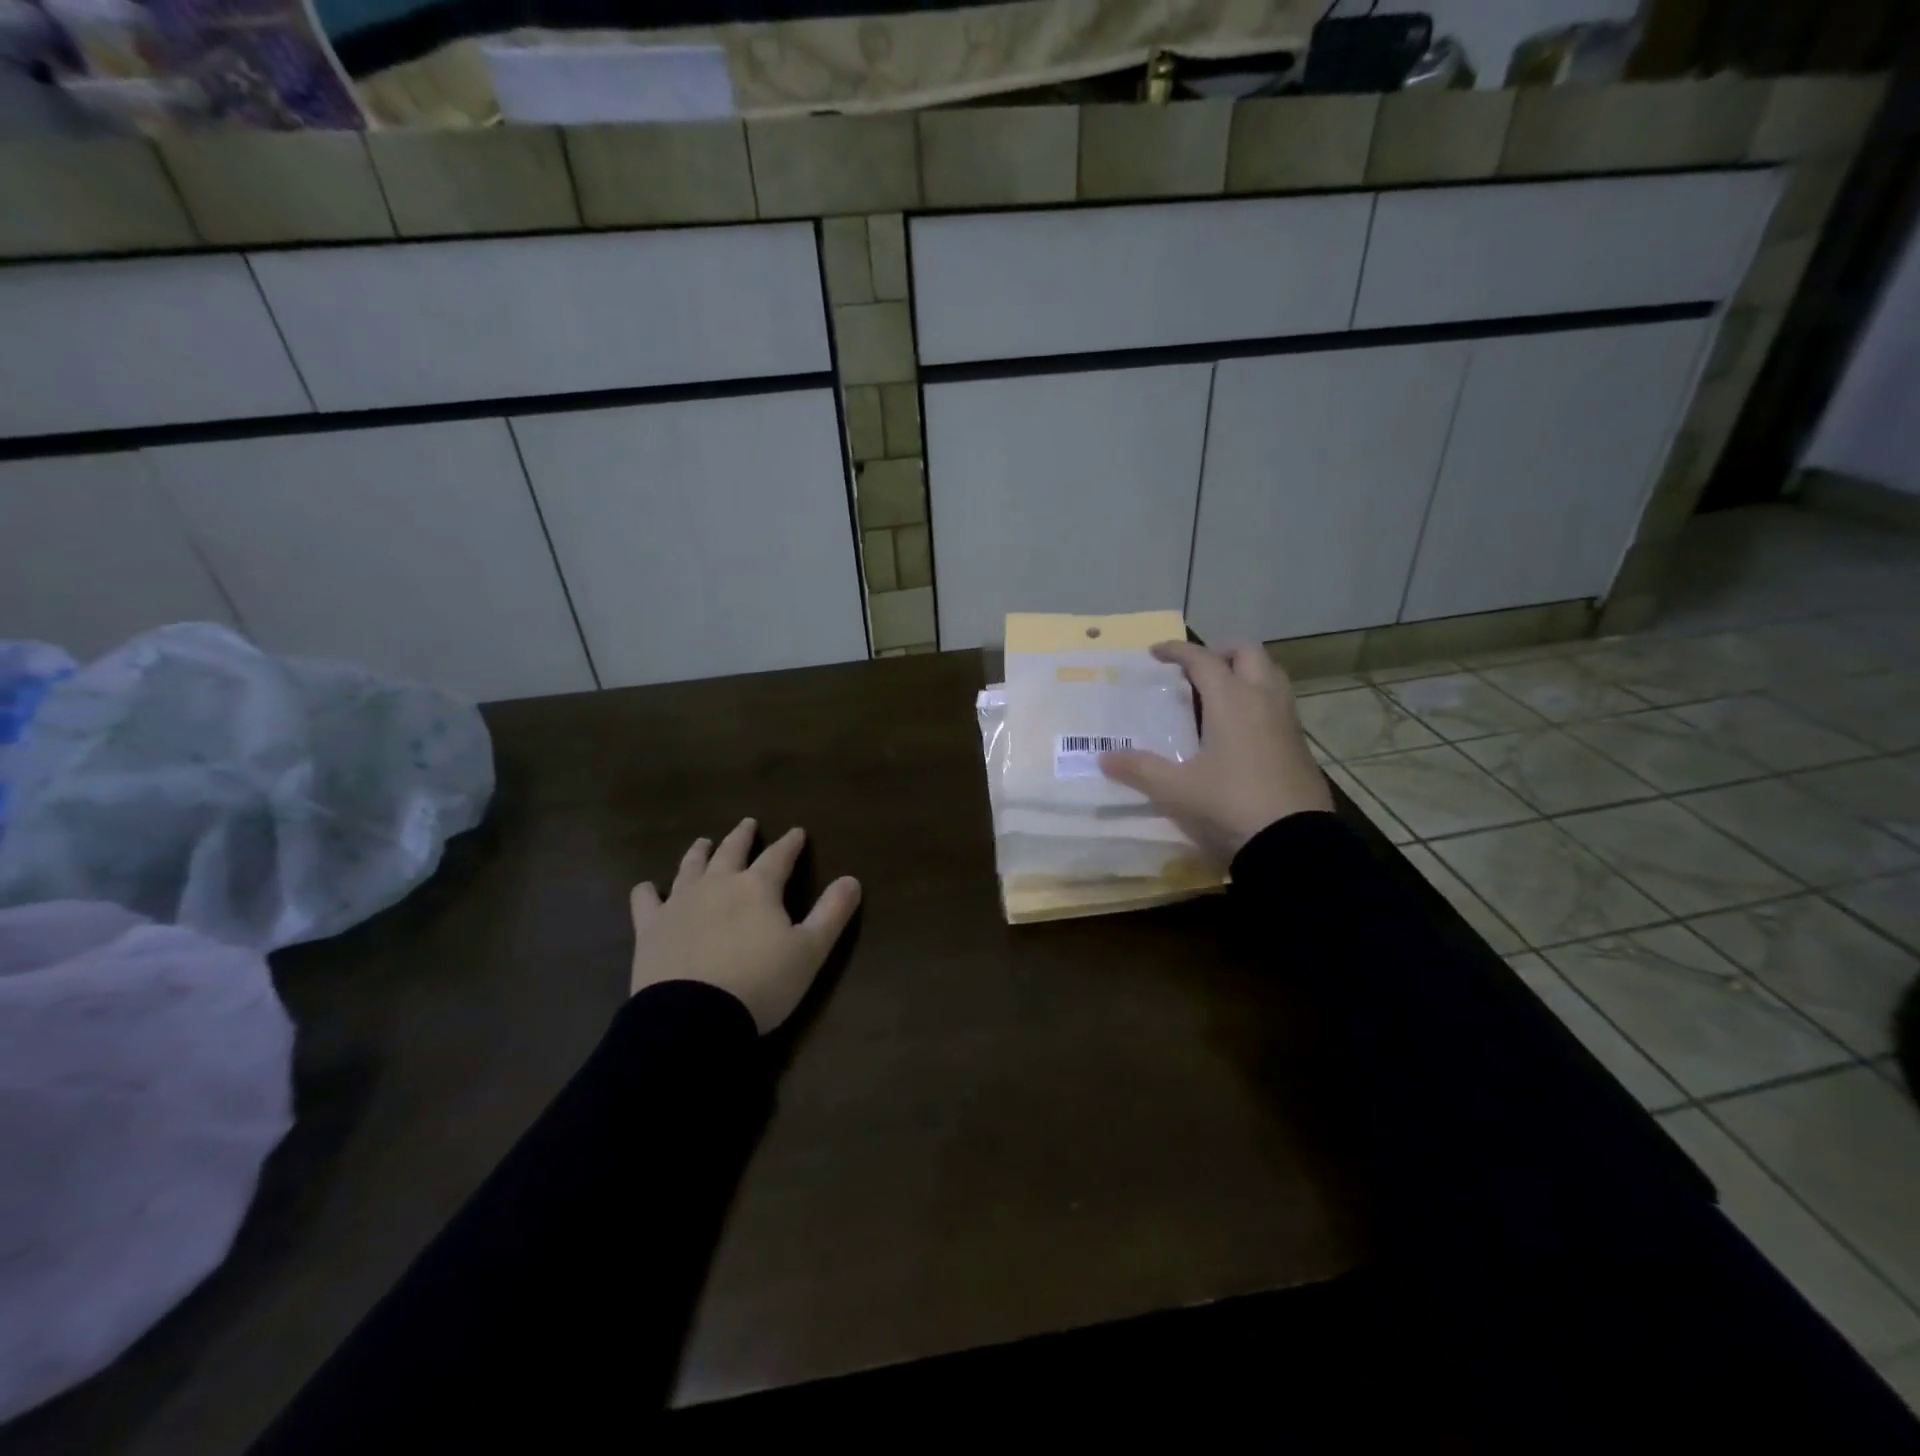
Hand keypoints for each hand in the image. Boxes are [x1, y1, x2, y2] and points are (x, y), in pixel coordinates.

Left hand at [629, 818, 860, 1033]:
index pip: (779, 856)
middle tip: (747, 824)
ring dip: (700, 852)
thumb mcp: (809, 951)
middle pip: (731, 851)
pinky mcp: (651, 928)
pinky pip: (646, 901)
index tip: (797, 832)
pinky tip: (647, 887)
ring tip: (703, 842)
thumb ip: (832, 913)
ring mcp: (680, 903)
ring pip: (691, 867)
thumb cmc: (761, 983)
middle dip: (742, 837)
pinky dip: (648, 891)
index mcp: (758, 888)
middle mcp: (718, 884)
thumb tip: (852, 879)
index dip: (790, 843)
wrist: (693, 1018)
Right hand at [1099, 641, 1331, 861]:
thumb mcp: (1176, 789)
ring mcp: (1287, 720)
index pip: (1202, 659)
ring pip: (1270, 674)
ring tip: (1218, 694)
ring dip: (1245, 672)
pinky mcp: (1299, 744)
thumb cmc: (1230, 804)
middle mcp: (1263, 699)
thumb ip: (1139, 769)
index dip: (1177, 651)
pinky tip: (1240, 729)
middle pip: (1248, 652)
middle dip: (1219, 652)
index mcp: (1231, 700)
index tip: (1155, 653)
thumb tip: (1104, 758)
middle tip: (1195, 670)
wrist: (1294, 842)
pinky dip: (1258, 699)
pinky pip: (1279, 702)